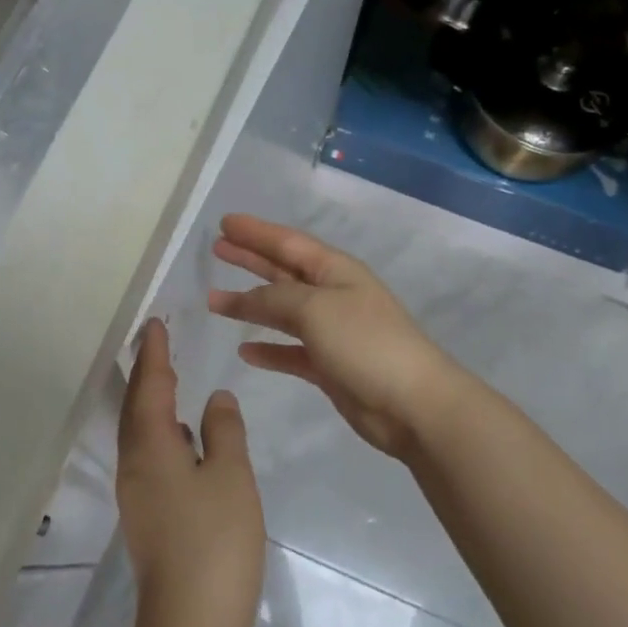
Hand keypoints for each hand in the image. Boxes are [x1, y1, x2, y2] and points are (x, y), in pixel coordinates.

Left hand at [116, 319, 265, 626]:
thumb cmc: (215, 543)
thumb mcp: (230, 477)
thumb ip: (224, 431)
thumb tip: (216, 398)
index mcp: (150, 446)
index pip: (150, 385)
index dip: (154, 353)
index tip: (155, 323)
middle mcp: (133, 464)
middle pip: (137, 405)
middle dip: (146, 371)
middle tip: (158, 341)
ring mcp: (137, 494)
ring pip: (140, 431)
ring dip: (151, 400)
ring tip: (168, 378)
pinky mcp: (147, 517)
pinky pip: (148, 455)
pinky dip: (161, 431)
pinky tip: (182, 436)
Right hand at [207, 214, 462, 461]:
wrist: (412, 404)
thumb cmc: (364, 342)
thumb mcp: (314, 308)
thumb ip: (274, 299)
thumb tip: (246, 299)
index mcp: (335, 270)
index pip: (288, 242)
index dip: (256, 232)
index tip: (224, 222)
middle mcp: (332, 295)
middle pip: (283, 271)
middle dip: (251, 259)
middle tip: (217, 249)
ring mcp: (332, 332)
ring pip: (282, 312)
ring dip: (250, 305)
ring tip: (215, 301)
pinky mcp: (329, 366)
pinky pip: (290, 351)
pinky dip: (268, 349)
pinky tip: (245, 350)